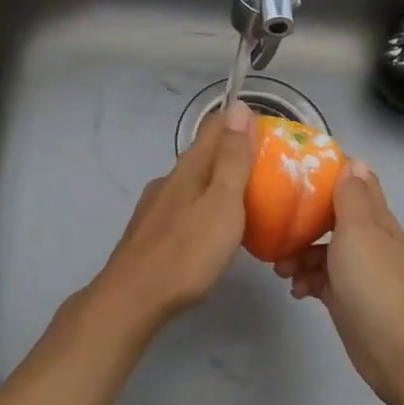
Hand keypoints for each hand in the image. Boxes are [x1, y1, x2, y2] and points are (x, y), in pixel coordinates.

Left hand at [82, 98, 254, 338]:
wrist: (133, 298)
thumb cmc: (187, 251)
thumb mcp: (222, 202)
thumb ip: (232, 158)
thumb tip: (238, 106)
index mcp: (189, 167)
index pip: (216, 126)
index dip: (242, 124)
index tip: (270, 136)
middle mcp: (169, 179)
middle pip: (204, 155)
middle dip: (233, 156)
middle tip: (268, 173)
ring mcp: (156, 206)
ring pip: (193, 183)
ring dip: (218, 184)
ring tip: (245, 204)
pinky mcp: (150, 231)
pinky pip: (184, 207)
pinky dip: (203, 208)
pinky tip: (211, 231)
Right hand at [275, 161, 403, 404]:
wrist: (401, 354)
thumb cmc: (376, 285)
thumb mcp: (360, 232)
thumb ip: (353, 197)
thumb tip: (354, 161)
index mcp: (375, 218)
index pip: (354, 182)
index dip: (328, 172)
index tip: (293, 169)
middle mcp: (368, 239)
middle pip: (331, 216)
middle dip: (303, 218)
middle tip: (275, 224)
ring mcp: (357, 271)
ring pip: (321, 249)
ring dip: (298, 253)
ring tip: (280, 269)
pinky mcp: (347, 298)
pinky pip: (320, 279)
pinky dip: (305, 280)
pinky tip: (295, 291)